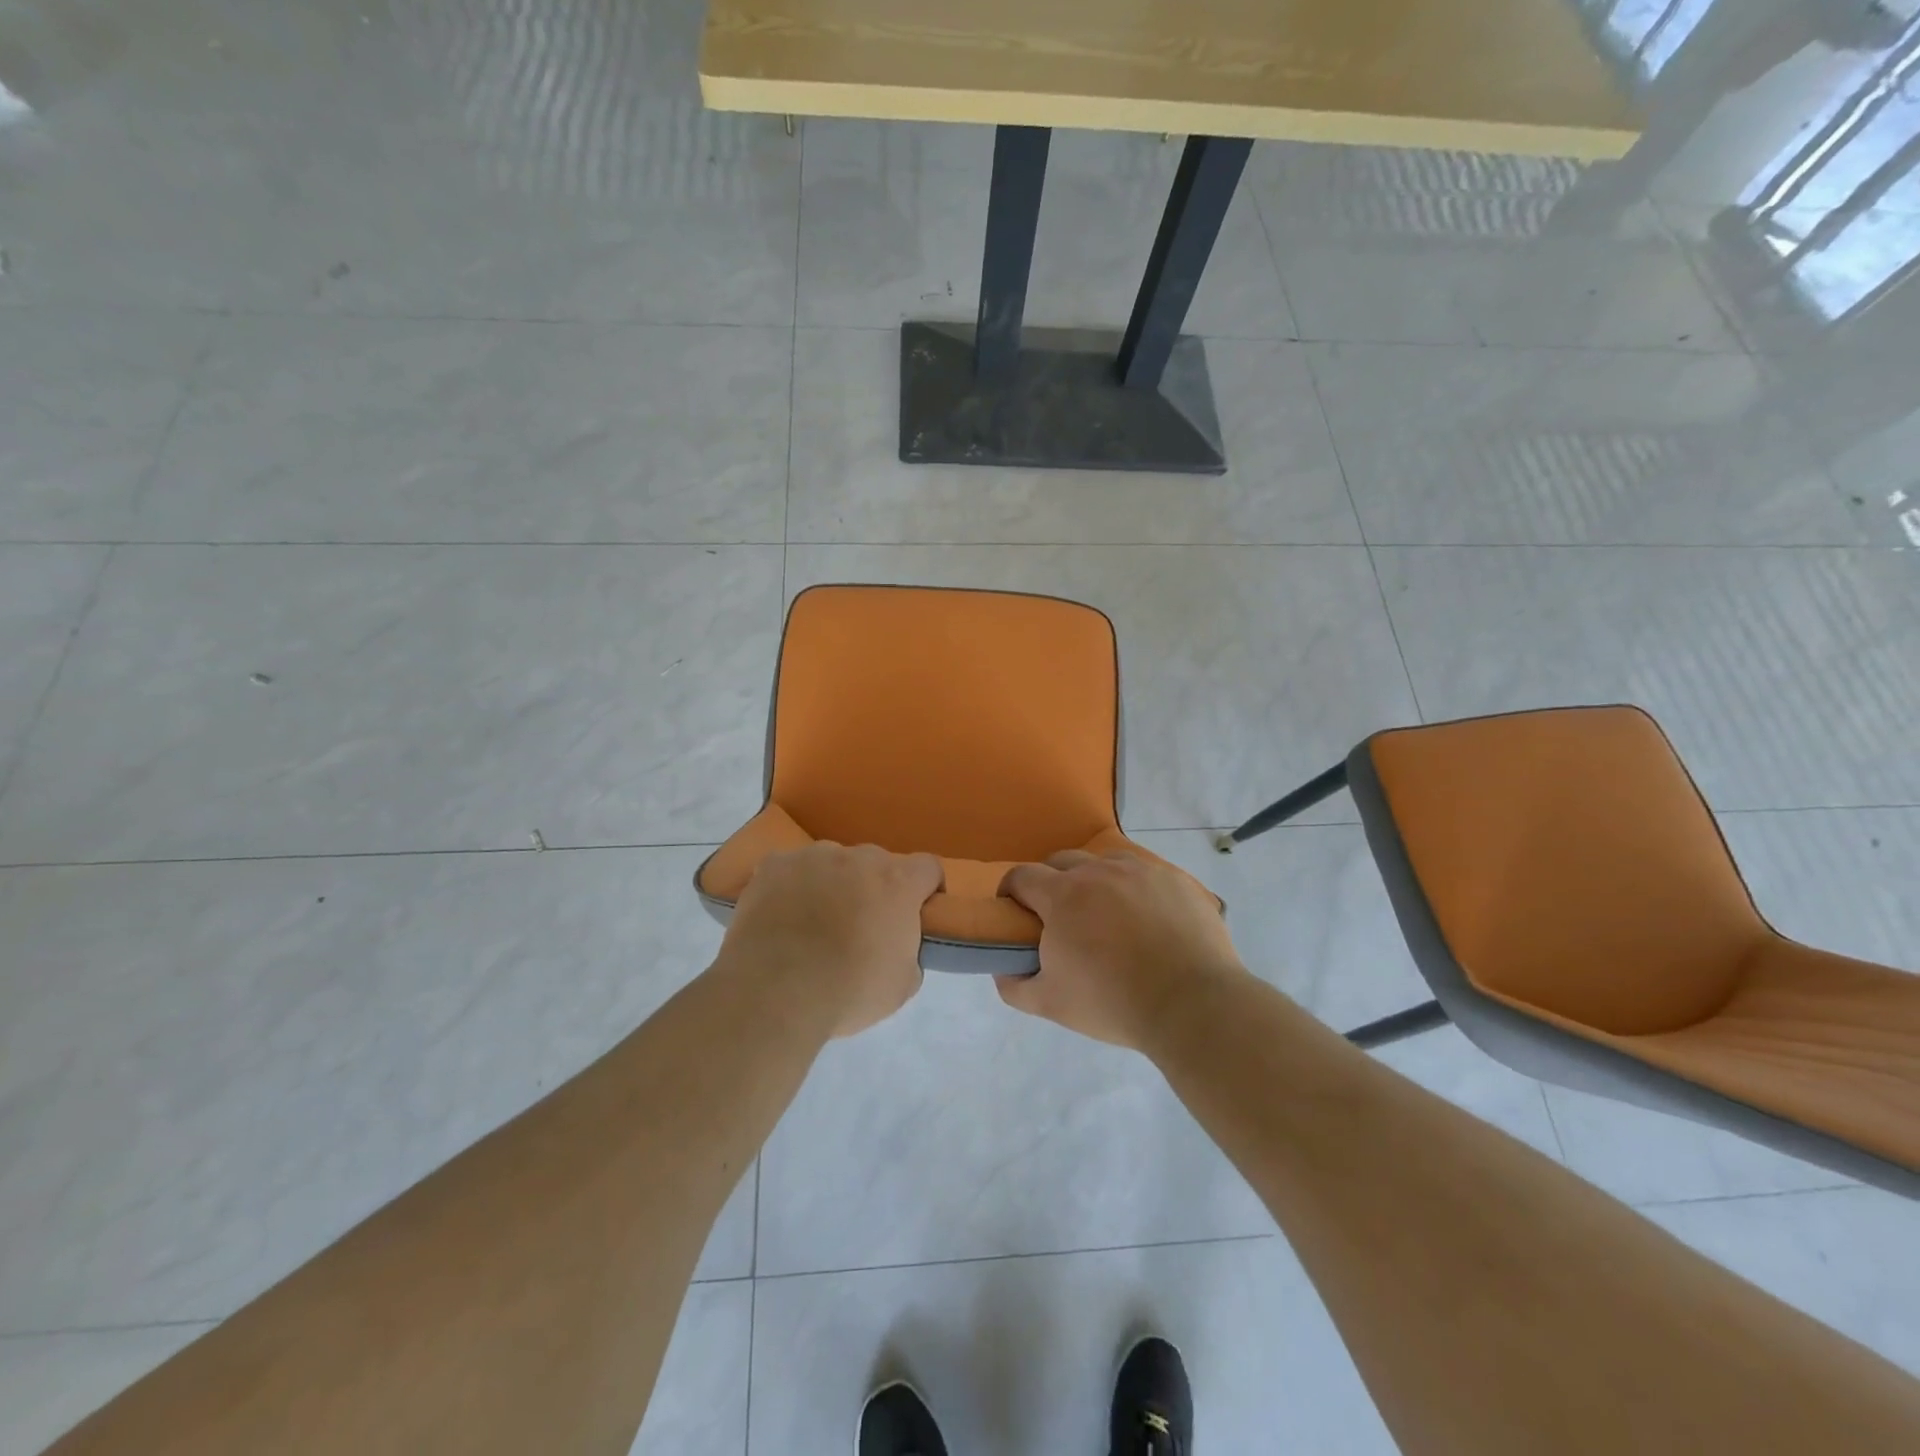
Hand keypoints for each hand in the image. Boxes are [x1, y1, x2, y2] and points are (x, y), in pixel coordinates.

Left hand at [720, 841, 943, 1037]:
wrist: (776, 993)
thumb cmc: (848, 991)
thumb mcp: (901, 985)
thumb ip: (909, 952)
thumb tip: (898, 946)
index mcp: (897, 882)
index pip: (928, 867)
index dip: (926, 888)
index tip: (918, 911)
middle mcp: (858, 858)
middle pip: (876, 863)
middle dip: (873, 888)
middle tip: (860, 925)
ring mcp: (812, 857)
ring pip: (831, 863)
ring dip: (831, 884)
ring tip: (812, 923)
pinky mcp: (773, 866)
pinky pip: (789, 870)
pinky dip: (789, 887)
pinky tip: (779, 917)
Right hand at [997, 851, 1244, 1049]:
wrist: (1191, 1004)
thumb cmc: (1112, 1002)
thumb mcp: (1049, 1003)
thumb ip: (1014, 984)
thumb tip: (1004, 967)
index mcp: (1063, 895)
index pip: (1022, 876)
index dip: (1011, 890)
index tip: (1013, 910)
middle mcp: (1100, 871)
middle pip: (1062, 861)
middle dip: (1051, 882)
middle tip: (1059, 917)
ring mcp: (1142, 871)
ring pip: (1106, 863)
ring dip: (1096, 881)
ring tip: (1106, 916)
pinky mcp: (1178, 881)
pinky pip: (1147, 875)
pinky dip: (1137, 890)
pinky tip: (1148, 921)